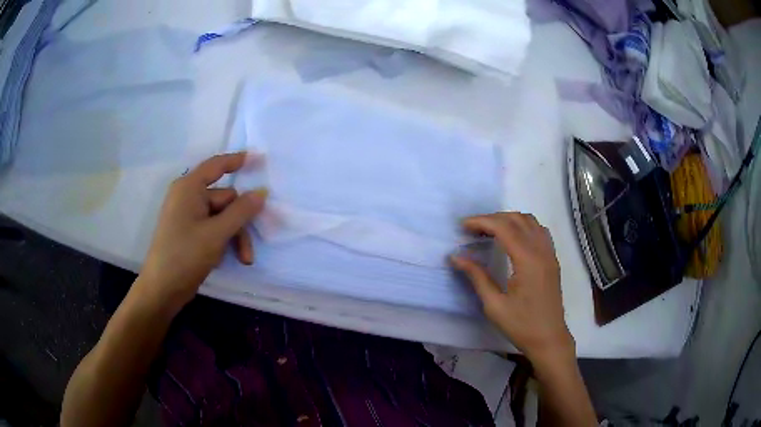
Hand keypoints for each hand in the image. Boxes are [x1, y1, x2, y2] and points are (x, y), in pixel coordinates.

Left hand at [137, 152, 266, 313]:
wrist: (163, 289)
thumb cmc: (185, 255)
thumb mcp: (217, 233)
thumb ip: (242, 211)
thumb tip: (262, 192)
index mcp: (189, 188)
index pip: (217, 166)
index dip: (238, 160)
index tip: (260, 157)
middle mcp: (188, 197)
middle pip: (225, 199)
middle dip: (240, 223)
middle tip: (248, 249)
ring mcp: (188, 215)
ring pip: (222, 217)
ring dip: (235, 236)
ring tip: (243, 259)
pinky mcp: (189, 232)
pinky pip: (213, 227)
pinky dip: (223, 240)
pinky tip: (226, 258)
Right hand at [451, 212, 573, 364]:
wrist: (549, 339)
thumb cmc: (521, 325)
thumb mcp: (494, 305)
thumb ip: (477, 277)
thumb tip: (456, 257)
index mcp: (527, 260)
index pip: (503, 228)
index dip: (482, 222)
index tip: (463, 226)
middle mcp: (541, 250)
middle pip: (517, 219)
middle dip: (493, 218)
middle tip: (472, 229)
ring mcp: (550, 253)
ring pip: (530, 221)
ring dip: (509, 220)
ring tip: (490, 231)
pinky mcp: (552, 259)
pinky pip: (539, 231)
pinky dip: (523, 226)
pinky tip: (512, 239)